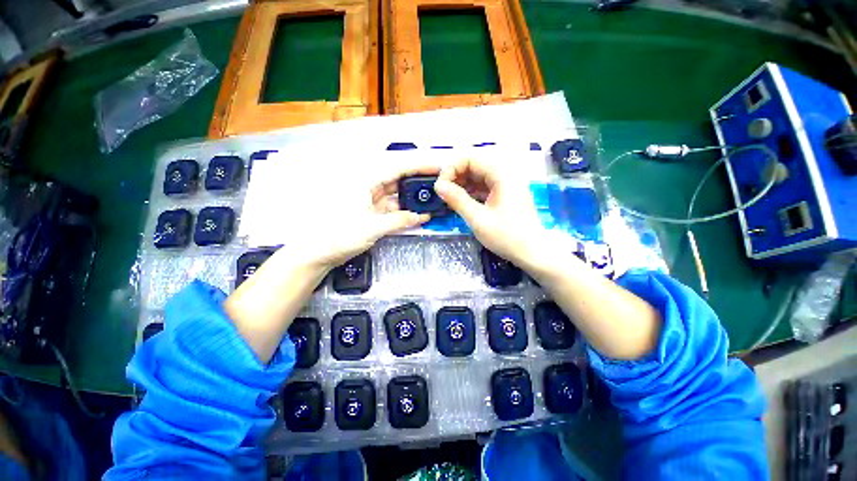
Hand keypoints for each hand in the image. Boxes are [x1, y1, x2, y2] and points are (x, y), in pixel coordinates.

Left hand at [286, 159, 436, 269]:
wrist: (320, 253)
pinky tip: (419, 215)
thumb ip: (399, 221)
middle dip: (418, 183)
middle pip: (399, 181)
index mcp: (365, 183)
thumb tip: (421, 218)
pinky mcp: (373, 214)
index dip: (417, 167)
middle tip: (439, 185)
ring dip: (413, 200)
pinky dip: (405, 213)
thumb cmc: (340, 236)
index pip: (396, 169)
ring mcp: (372, 202)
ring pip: (397, 196)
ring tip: (432, 200)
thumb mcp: (372, 228)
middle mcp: (370, 189)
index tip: (436, 168)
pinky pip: (393, 210)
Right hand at [433, 157, 554, 269]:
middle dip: (455, 177)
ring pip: (478, 177)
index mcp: (501, 174)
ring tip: (449, 199)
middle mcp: (505, 174)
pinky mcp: (505, 195)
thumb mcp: (478, 218)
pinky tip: (461, 203)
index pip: (470, 159)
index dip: (452, 169)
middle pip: (474, 166)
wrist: (532, 253)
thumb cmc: (507, 236)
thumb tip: (438, 186)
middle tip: (443, 193)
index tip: (440, 186)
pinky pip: (484, 187)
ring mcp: (506, 185)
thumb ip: (457, 199)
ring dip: (462, 185)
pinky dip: (471, 193)